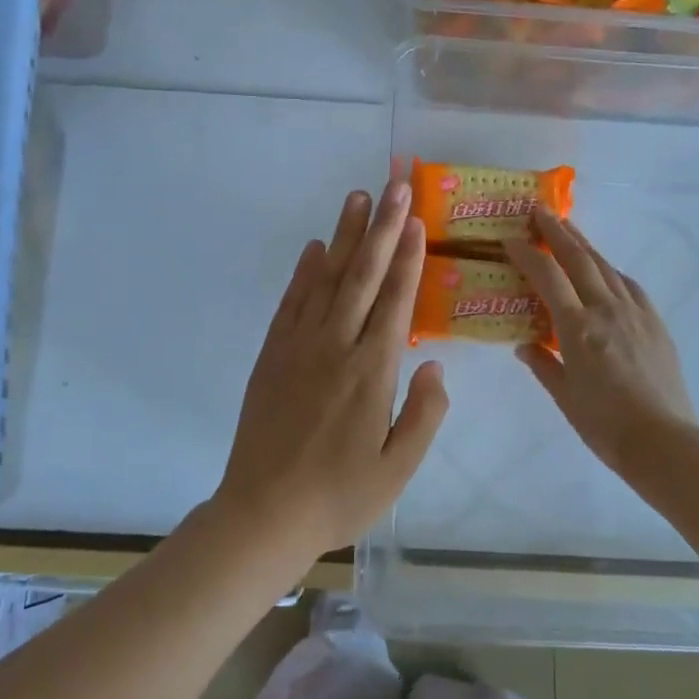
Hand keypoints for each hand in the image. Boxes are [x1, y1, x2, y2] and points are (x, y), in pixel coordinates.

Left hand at [214, 180, 448, 566]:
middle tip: (392, 184)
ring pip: (325, 280)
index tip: (415, 218)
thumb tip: (434, 366)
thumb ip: (424, 414)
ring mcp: (298, 348)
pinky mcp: (271, 356)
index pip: (395, 300)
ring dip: (343, 237)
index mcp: (372, 372)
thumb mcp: (398, 469)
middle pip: (362, 276)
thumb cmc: (339, 496)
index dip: (407, 256)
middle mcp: (336, 347)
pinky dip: (304, 273)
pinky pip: (291, 304)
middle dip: (380, 227)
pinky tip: (314, 250)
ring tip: (356, 199)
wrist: (263, 514)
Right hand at [504, 207, 698, 482]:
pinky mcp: (654, 323)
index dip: (527, 254)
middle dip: (557, 231)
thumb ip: (542, 363)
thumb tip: (524, 344)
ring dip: (584, 245)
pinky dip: (610, 271)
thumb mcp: (564, 396)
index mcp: (578, 328)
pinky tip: (605, 271)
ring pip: (605, 267)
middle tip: (539, 211)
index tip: (510, 239)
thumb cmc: (604, 424)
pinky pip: (629, 286)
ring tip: (568, 229)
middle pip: (579, 259)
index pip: (547, 277)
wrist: (664, 441)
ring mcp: (635, 313)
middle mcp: (606, 310)